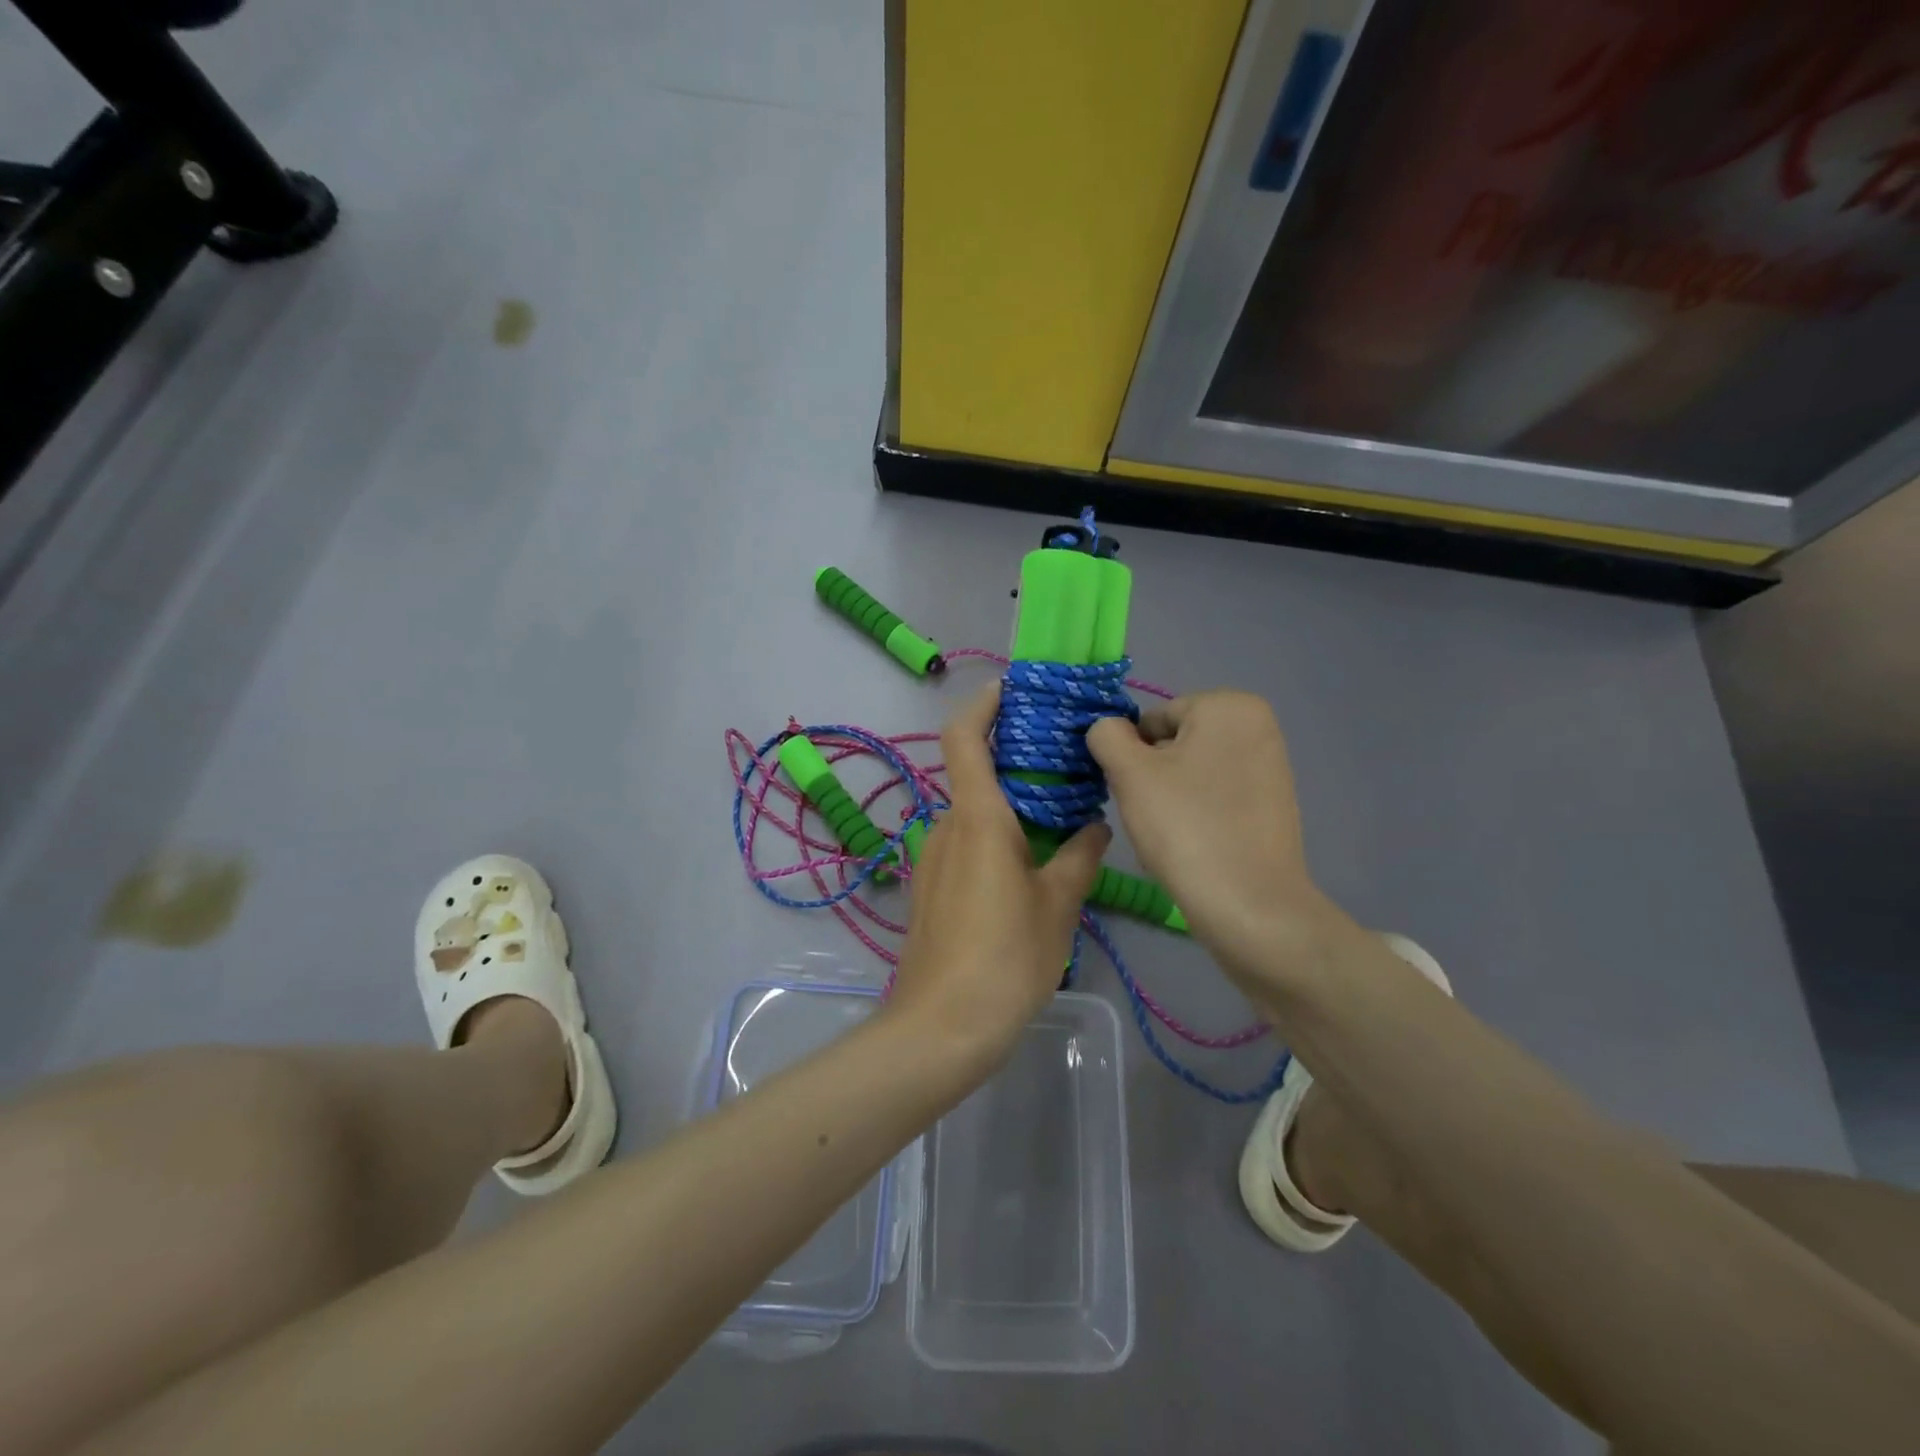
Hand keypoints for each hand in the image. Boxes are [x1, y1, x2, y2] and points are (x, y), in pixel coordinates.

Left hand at [888, 683, 1109, 1059]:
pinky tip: (1031, 867)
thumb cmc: (1005, 957)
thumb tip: (1095, 825)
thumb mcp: (1057, 906)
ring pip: (973, 814)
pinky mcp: (930, 887)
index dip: (983, 704)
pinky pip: (965, 844)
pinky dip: (996, 837)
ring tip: (1061, 820)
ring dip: (1010, 807)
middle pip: (975, 774)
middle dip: (1015, 763)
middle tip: (1066, 765)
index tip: (1013, 690)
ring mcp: (932, 858)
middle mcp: (946, 826)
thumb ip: (1079, 857)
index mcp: (977, 818)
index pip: (965, 737)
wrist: (941, 1026)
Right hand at [1088, 691, 1338, 995]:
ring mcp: (1272, 767)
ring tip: (1173, 836)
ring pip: (1193, 773)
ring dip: (1171, 798)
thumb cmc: (1186, 827)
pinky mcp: (1274, 806)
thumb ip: (1107, 735)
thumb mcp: (1130, 773)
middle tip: (1152, 815)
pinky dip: (1198, 815)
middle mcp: (1259, 726)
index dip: (1132, 756)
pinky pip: (1217, 798)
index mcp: (1229, 705)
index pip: (1153, 720)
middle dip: (1154, 776)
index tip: (1133, 793)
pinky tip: (1194, 846)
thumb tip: (1107, 728)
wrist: (1249, 907)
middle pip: (1175, 744)